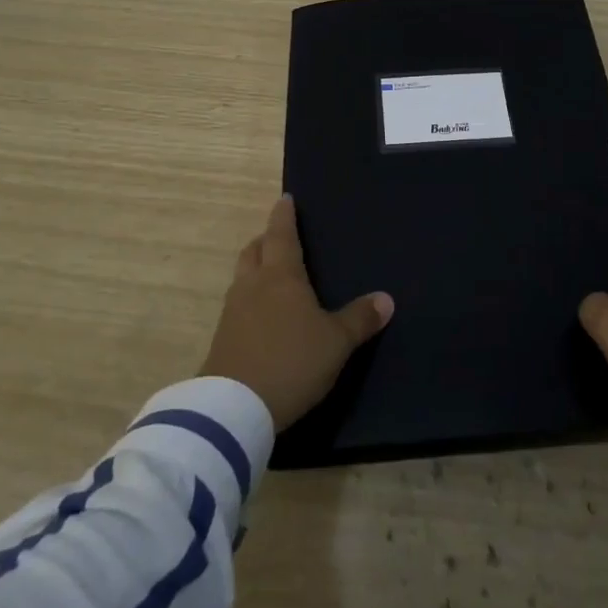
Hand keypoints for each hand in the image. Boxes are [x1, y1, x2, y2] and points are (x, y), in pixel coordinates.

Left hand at [200, 195, 393, 430]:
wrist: (234, 409)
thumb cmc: (291, 361)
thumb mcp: (336, 342)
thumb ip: (360, 319)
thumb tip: (386, 298)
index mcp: (281, 276)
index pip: (281, 234)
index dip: (284, 215)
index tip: (285, 199)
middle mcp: (253, 285)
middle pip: (254, 250)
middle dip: (266, 240)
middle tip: (278, 237)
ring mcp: (232, 312)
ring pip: (242, 277)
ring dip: (254, 268)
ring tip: (270, 275)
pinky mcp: (221, 340)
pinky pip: (236, 306)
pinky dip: (248, 300)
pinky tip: (260, 316)